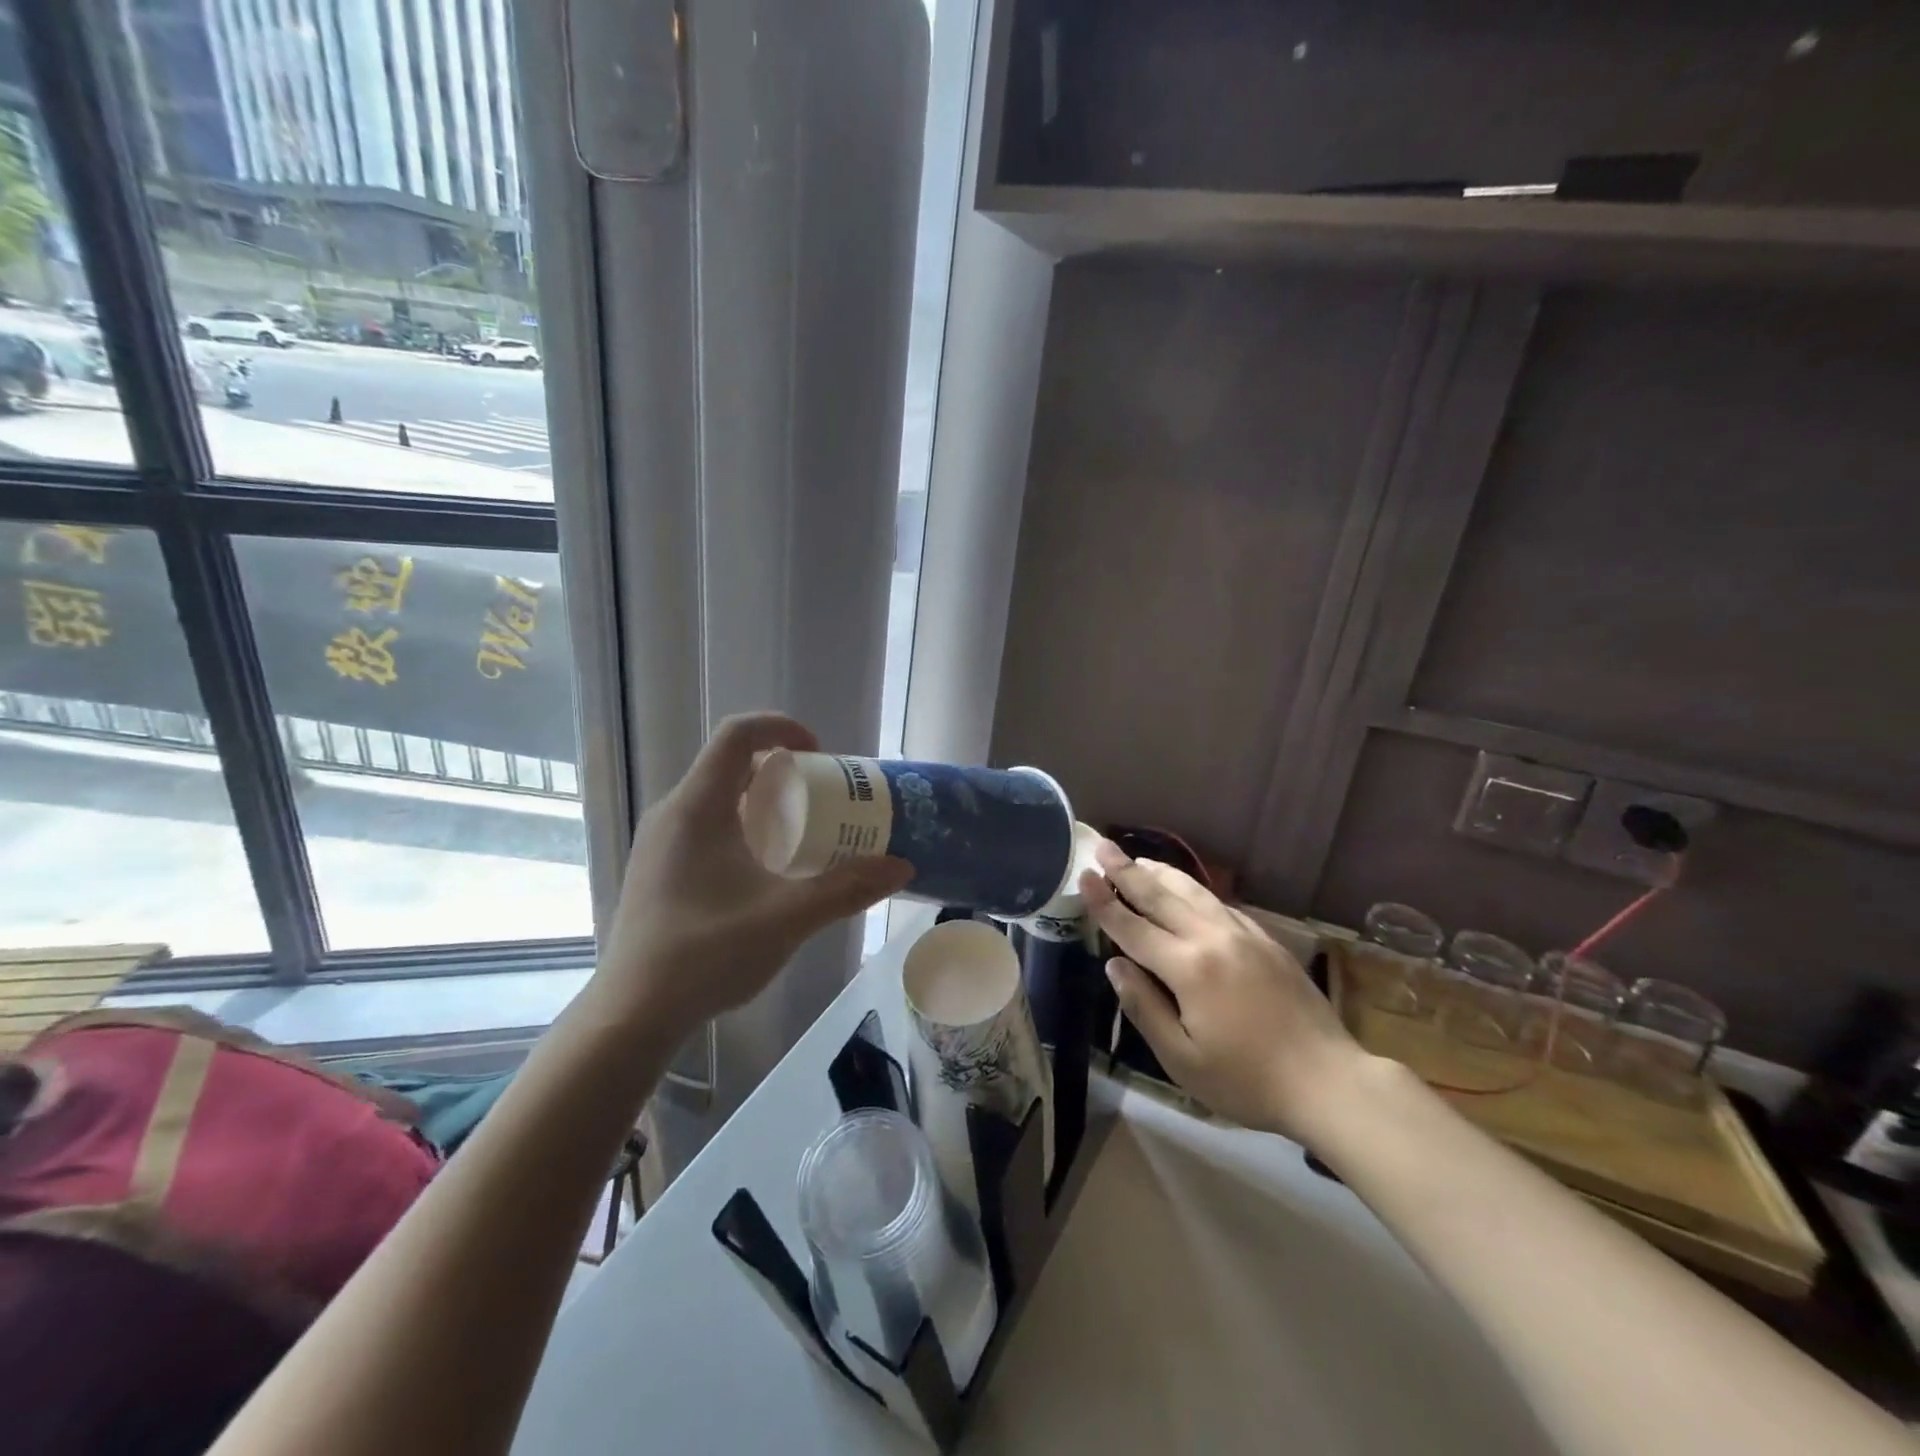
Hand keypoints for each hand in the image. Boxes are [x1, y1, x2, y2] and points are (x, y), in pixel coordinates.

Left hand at [594, 713, 912, 1033]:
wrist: (632, 1014)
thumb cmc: (707, 954)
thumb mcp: (788, 917)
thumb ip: (848, 888)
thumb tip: (901, 866)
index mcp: (697, 807)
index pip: (737, 734)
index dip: (782, 727)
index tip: (820, 753)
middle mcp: (672, 813)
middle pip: (730, 765)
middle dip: (782, 771)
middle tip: (823, 799)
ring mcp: (659, 843)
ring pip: (716, 798)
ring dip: (762, 802)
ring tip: (801, 835)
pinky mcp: (656, 870)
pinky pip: (704, 826)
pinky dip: (741, 827)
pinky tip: (763, 872)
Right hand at [1081, 840, 1366, 1142]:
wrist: (1329, 1080)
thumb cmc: (1248, 1080)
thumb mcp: (1182, 1059)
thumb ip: (1144, 1007)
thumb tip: (1115, 966)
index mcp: (1188, 967)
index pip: (1133, 927)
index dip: (1104, 902)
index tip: (1083, 875)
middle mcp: (1213, 938)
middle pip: (1161, 896)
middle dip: (1127, 871)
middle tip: (1102, 846)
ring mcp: (1243, 934)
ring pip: (1193, 892)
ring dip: (1160, 873)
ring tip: (1137, 860)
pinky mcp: (1266, 940)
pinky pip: (1220, 904)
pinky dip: (1194, 890)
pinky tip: (1187, 891)